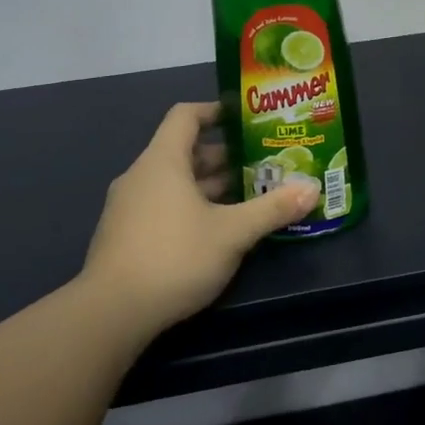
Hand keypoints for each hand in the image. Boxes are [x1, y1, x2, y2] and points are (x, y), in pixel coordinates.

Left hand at [78, 101, 316, 342]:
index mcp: (162, 162)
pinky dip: (190, 206)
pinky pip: (162, 206)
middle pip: (183, 151)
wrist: (111, 313)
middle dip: (223, 155)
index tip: (244, 118)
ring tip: (248, 194)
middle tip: (261, 162)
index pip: (185, 116)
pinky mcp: (125, 236)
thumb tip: (313, 188)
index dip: (215, 110)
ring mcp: (128, 208)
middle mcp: (141, 176)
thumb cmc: (174, 257)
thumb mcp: (232, 233)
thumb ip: (272, 209)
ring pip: (174, 183)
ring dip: (209, 185)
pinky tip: (216, 229)